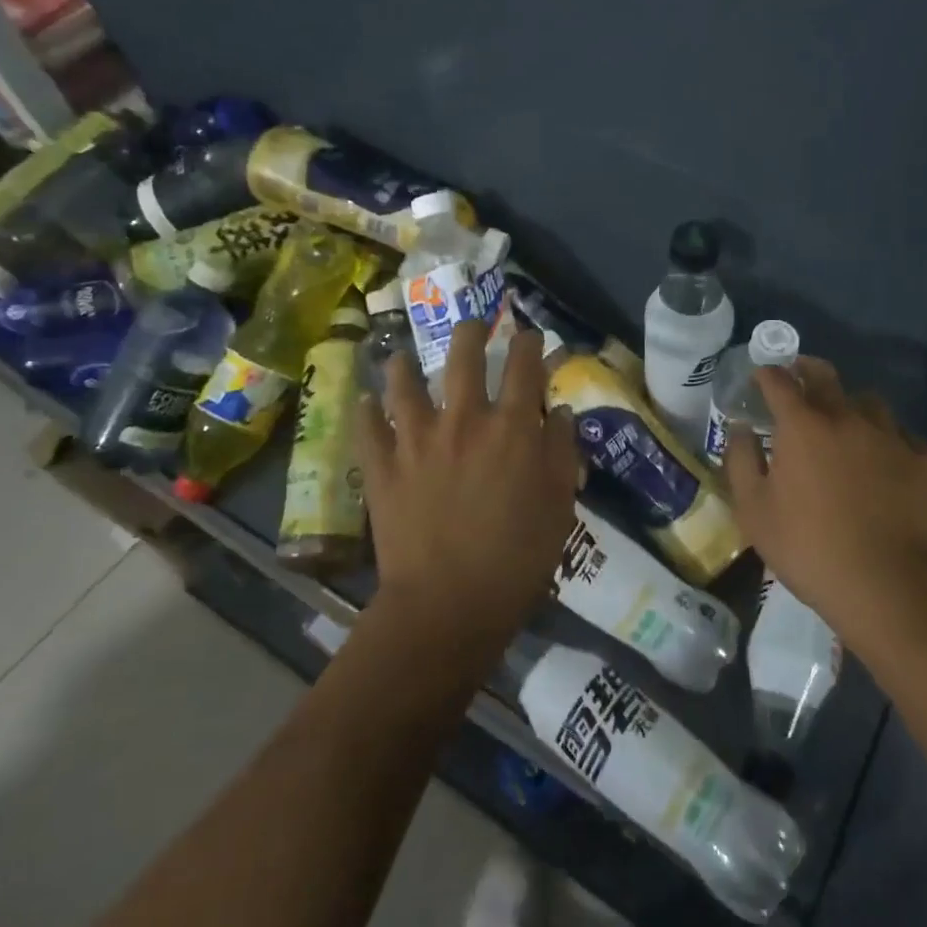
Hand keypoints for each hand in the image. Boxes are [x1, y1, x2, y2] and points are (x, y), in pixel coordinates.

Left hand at [357, 320, 578, 659]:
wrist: (448, 604)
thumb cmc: (516, 558)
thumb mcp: (559, 506)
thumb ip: (562, 453)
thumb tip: (558, 413)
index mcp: (511, 428)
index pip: (524, 367)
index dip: (529, 343)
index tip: (529, 334)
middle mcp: (462, 419)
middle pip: (464, 356)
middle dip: (471, 331)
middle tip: (473, 322)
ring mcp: (416, 439)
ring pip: (404, 382)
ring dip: (404, 362)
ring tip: (401, 353)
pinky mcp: (382, 466)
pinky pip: (367, 427)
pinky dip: (365, 411)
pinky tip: (364, 401)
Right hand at [723, 357, 926, 640]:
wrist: (884, 585)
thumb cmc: (807, 547)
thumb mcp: (753, 510)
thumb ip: (741, 460)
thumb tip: (741, 428)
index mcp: (802, 426)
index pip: (779, 382)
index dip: (767, 374)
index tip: (761, 376)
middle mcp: (847, 418)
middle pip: (825, 376)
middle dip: (806, 369)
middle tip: (798, 374)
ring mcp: (890, 437)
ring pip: (868, 401)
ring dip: (849, 402)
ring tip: (843, 420)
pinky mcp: (923, 462)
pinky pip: (901, 434)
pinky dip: (885, 437)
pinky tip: (881, 456)